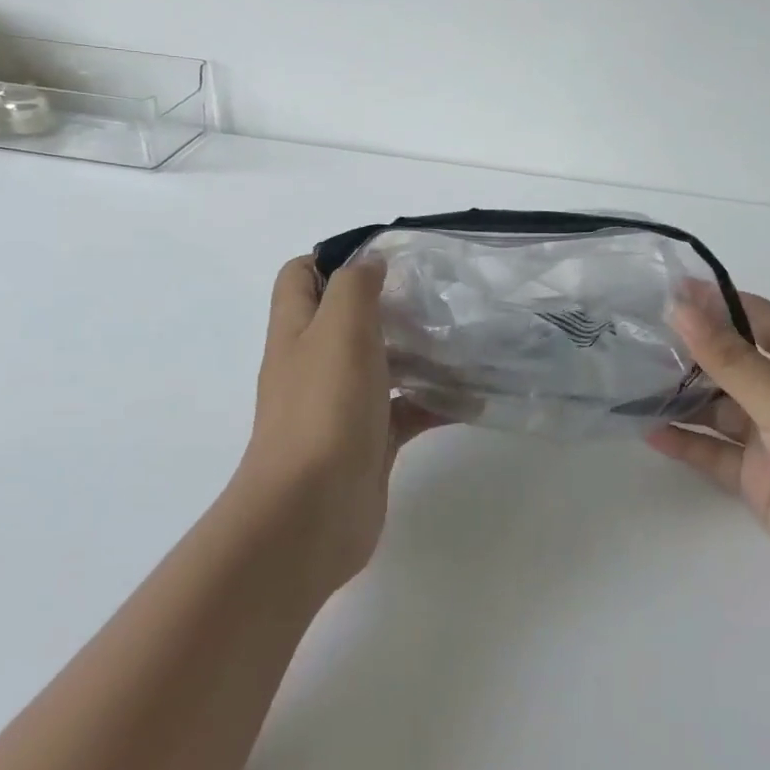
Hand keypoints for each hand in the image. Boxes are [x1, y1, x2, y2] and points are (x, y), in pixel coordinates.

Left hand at [237, 256, 439, 593]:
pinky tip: (472, 398)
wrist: (311, 513)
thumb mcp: (338, 328)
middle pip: (346, 318)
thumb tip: (369, 261)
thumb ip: (353, 286)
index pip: (302, 275)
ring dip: (417, 350)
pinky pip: (406, 410)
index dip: (336, 257)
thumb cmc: (324, 408)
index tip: (386, 256)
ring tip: (463, 336)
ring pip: (381, 363)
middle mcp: (315, 363)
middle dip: (388, 302)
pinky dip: (435, 402)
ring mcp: (342, 405)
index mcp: (297, 330)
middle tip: (436, 293)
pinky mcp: (369, 441)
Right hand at [647, 291, 769, 617]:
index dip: (714, 302)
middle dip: (688, 351)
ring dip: (680, 396)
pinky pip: (714, 453)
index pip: (755, 318)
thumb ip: (728, 358)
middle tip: (634, 338)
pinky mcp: (759, 480)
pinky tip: (649, 432)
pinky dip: (685, 442)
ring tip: (630, 381)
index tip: (663, 291)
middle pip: (731, 363)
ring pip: (716, 408)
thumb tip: (678, 306)